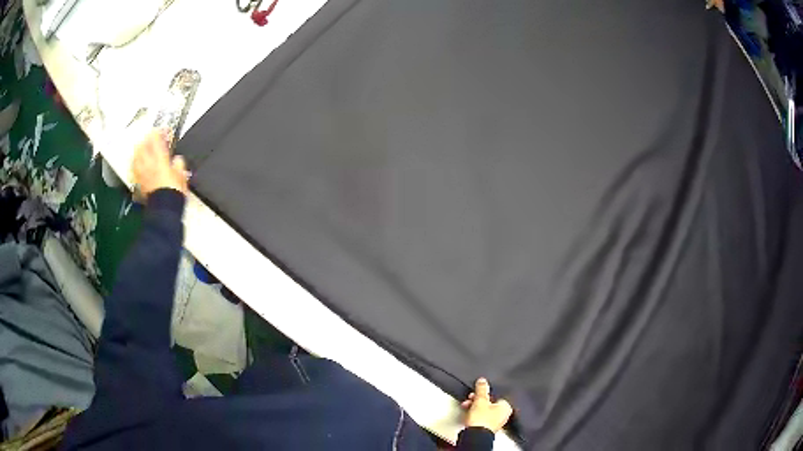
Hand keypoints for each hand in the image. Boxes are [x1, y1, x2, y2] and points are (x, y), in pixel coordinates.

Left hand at [132, 130, 188, 198]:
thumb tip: (178, 161)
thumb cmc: (173, 193)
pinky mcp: (139, 184)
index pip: (156, 140)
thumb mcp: (182, 176)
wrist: (165, 209)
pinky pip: (134, 171)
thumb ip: (179, 165)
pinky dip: (134, 165)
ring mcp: (142, 174)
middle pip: (142, 146)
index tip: (161, 130)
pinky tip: (135, 165)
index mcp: (160, 159)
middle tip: (148, 137)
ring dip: (138, 151)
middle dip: (145, 140)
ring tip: (140, 148)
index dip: (158, 132)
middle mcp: (149, 164)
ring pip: (136, 157)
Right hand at [461, 378, 512, 432]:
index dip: (486, 393)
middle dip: (478, 400)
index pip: (497, 395)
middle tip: (471, 398)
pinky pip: (481, 417)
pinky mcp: (486, 427)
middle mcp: (503, 415)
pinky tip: (467, 413)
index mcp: (507, 407)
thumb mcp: (481, 400)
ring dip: (474, 406)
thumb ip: (482, 389)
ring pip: (484, 410)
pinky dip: (474, 414)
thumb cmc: (482, 419)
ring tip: (466, 405)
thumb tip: (483, 381)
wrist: (475, 435)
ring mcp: (495, 422)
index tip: (478, 391)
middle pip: (490, 402)